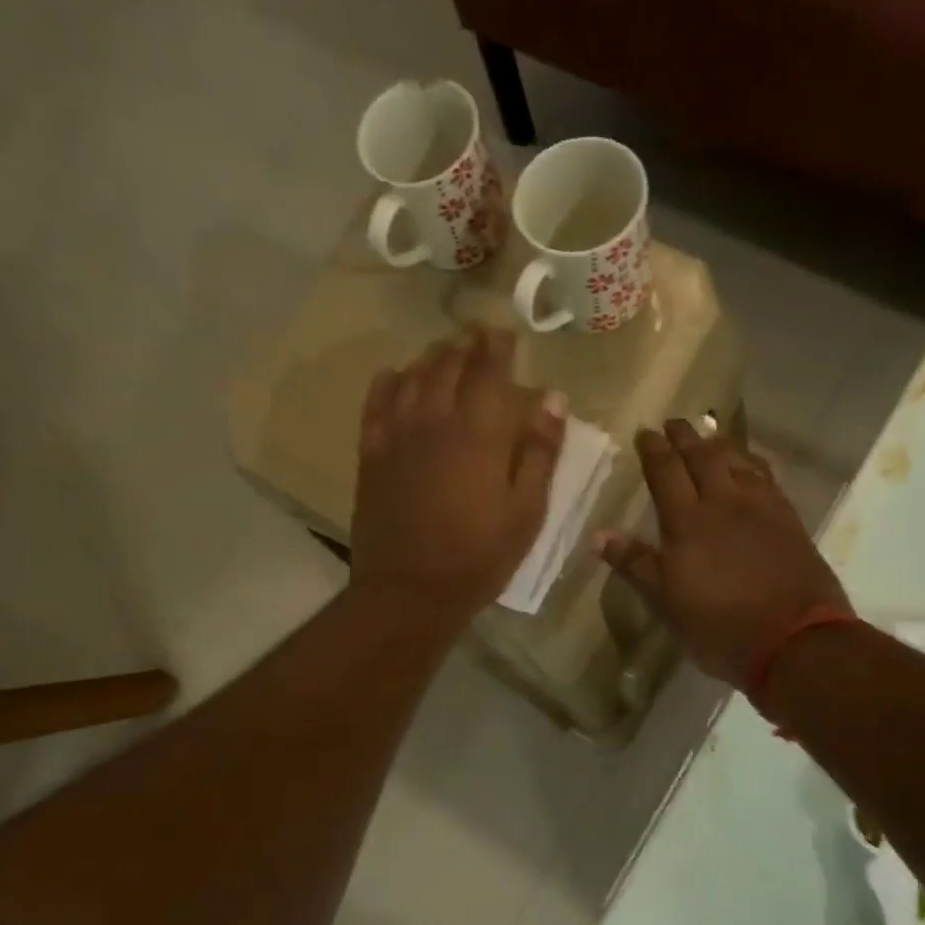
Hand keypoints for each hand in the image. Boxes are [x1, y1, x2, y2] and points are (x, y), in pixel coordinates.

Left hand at [351, 326, 565, 625]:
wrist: (409, 591)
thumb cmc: (479, 556)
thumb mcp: (526, 511)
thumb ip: (540, 452)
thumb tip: (552, 399)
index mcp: (478, 432)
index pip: (488, 370)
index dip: (497, 346)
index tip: (505, 332)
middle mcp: (434, 420)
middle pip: (447, 366)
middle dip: (464, 345)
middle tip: (476, 335)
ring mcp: (397, 436)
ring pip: (411, 378)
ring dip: (430, 358)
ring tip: (443, 352)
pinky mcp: (371, 456)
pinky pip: (376, 405)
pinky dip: (387, 383)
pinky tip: (394, 376)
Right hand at [599, 419, 849, 687]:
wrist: (794, 640)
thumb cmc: (719, 626)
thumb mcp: (666, 602)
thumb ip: (635, 564)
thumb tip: (599, 535)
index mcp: (687, 522)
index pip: (666, 472)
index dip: (654, 449)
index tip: (644, 432)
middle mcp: (724, 502)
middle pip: (702, 456)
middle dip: (685, 436)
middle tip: (674, 422)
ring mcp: (761, 507)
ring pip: (737, 460)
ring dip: (719, 443)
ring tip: (708, 436)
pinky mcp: (788, 519)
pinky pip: (766, 476)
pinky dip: (751, 462)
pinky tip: (749, 465)